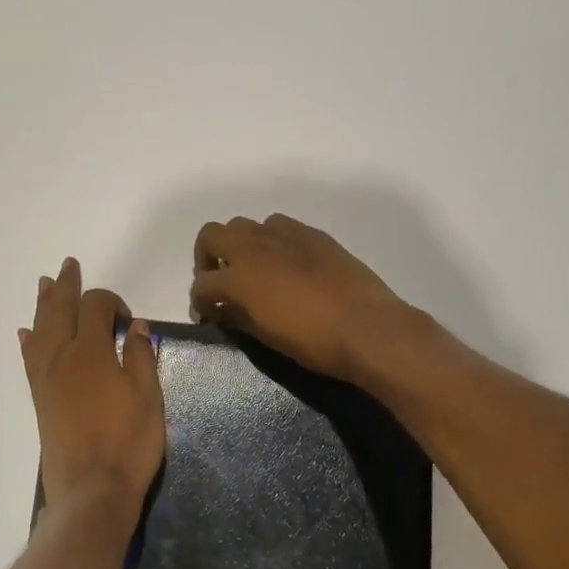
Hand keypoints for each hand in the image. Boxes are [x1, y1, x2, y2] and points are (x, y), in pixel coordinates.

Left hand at [20, 258, 163, 522]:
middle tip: (68, 265)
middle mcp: (62, 357)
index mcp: (92, 352)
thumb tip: (135, 326)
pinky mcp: (40, 399)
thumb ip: (141, 357)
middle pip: (60, 310)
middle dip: (66, 286)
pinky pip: (29, 359)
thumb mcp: (149, 397)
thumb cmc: (128, 443)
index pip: (95, 307)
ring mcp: (46, 378)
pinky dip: (29, 341)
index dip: (111, 302)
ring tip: (44, 284)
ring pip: (41, 329)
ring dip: (43, 304)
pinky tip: (26, 333)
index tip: (128, 319)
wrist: (91, 490)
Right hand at [189, 215, 413, 381]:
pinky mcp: (312, 234)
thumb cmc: (313, 342)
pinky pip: (280, 227)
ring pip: (247, 225)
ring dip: (241, 245)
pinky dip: (272, 241)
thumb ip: (238, 317)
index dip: (200, 302)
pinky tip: (287, 264)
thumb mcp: (266, 336)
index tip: (208, 315)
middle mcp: (255, 247)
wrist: (367, 328)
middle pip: (213, 234)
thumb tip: (223, 311)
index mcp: (239, 277)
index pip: (202, 284)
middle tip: (221, 281)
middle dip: (208, 257)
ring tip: (254, 270)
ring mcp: (285, 235)